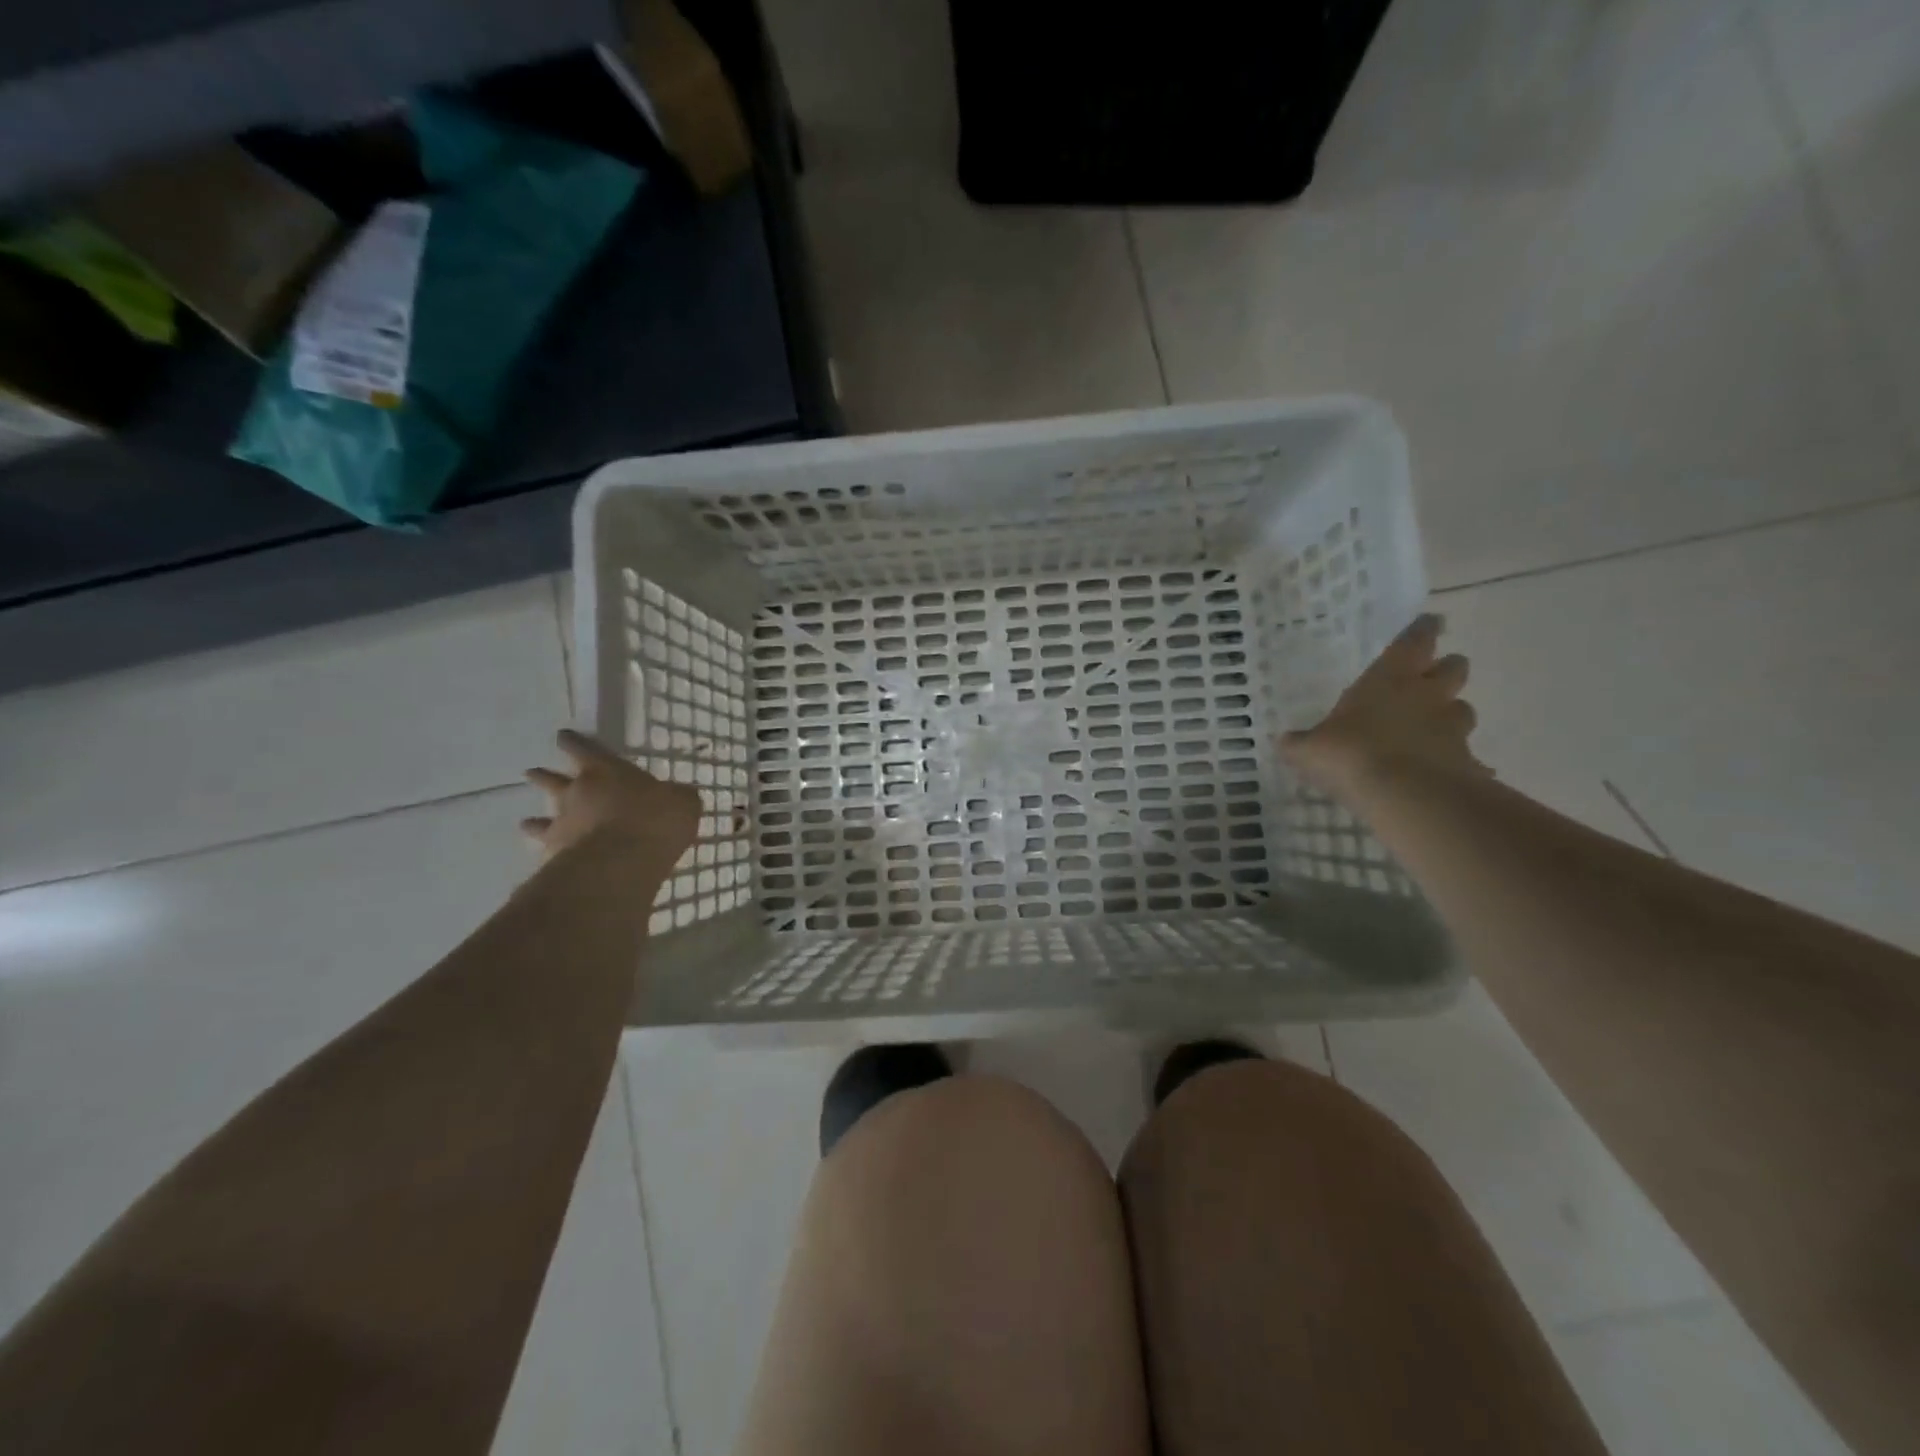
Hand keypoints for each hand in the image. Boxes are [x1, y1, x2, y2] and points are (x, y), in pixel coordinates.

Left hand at [523, 729, 702, 866]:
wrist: (624, 860)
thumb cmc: (656, 820)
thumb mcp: (682, 802)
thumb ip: (677, 797)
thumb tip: (680, 796)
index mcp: (607, 771)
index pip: (584, 749)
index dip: (573, 742)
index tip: (562, 736)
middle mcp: (578, 792)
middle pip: (553, 780)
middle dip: (543, 776)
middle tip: (531, 772)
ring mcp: (563, 823)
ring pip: (541, 818)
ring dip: (534, 820)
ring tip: (525, 823)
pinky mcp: (556, 854)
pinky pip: (545, 849)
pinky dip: (544, 852)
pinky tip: (542, 857)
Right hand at [1280, 614, 1490, 800]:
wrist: (1406, 797)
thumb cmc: (1351, 755)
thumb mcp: (1309, 750)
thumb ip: (1299, 743)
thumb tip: (1285, 741)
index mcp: (1389, 679)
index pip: (1413, 642)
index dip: (1422, 631)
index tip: (1430, 622)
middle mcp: (1426, 696)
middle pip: (1453, 668)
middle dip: (1446, 669)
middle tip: (1431, 678)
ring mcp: (1452, 729)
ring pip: (1463, 709)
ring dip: (1450, 714)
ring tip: (1434, 727)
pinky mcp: (1466, 763)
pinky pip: (1466, 758)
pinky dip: (1458, 762)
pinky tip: (1444, 774)